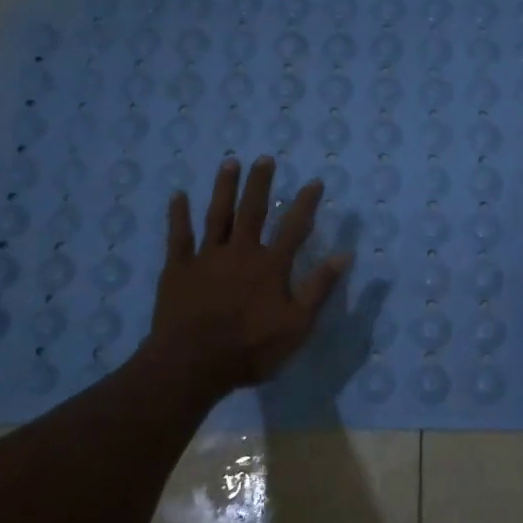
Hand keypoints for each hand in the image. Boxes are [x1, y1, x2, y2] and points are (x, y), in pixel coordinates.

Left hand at [145, 156, 349, 395]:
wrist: (192, 364)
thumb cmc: (250, 349)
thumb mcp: (297, 325)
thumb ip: (318, 288)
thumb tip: (344, 255)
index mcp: (271, 266)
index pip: (294, 228)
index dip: (305, 204)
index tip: (314, 182)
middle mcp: (240, 252)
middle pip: (252, 211)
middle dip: (260, 183)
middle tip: (265, 158)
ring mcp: (206, 258)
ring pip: (217, 215)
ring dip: (224, 188)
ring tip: (230, 162)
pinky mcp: (178, 269)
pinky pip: (178, 236)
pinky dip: (178, 215)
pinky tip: (178, 196)